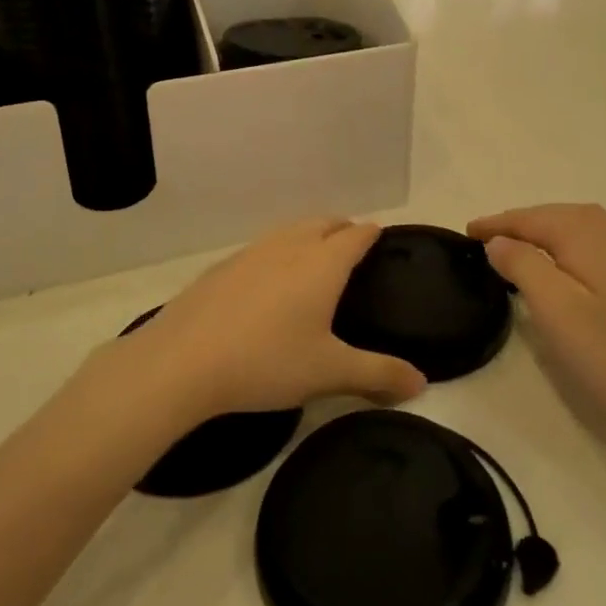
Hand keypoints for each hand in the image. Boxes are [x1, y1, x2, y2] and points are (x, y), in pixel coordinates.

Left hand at [125, 218, 426, 419]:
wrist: (183, 360)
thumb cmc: (267, 361)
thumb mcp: (329, 372)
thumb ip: (378, 374)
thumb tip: (422, 383)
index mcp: (323, 263)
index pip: (356, 235)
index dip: (372, 234)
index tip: (381, 237)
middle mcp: (290, 246)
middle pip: (324, 223)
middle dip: (342, 229)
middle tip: (353, 247)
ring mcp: (252, 252)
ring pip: (290, 231)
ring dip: (309, 235)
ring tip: (315, 258)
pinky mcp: (222, 266)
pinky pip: (262, 248)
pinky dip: (278, 252)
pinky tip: (268, 281)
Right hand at [469, 203, 605, 444]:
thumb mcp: (555, 308)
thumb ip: (522, 264)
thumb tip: (498, 240)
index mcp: (585, 232)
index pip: (527, 217)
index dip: (494, 225)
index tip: (463, 233)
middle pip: (551, 217)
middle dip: (516, 225)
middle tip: (482, 242)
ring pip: (571, 233)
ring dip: (539, 237)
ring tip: (510, 253)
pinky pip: (586, 251)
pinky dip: (561, 252)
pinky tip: (557, 273)